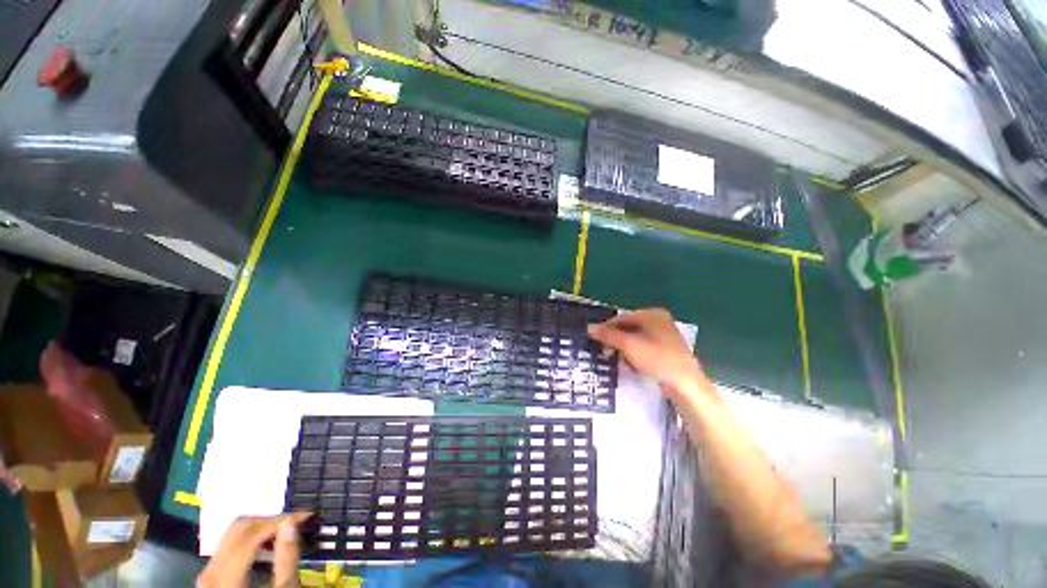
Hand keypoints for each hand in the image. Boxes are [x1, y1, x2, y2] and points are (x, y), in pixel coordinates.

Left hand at [198, 512, 311, 587]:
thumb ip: (285, 559)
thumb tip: (291, 523)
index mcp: (225, 577)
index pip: (252, 535)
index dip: (280, 521)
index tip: (305, 516)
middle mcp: (211, 570)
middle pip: (240, 529)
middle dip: (270, 521)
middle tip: (294, 522)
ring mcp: (208, 571)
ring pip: (234, 533)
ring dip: (261, 528)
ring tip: (283, 532)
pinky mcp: (212, 572)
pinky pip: (230, 544)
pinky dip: (252, 539)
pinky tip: (267, 546)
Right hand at [588, 308, 710, 399]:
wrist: (687, 385)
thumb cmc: (658, 360)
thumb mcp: (629, 346)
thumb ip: (609, 335)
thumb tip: (590, 327)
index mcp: (652, 314)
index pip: (622, 318)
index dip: (607, 328)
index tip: (594, 339)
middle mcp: (660, 321)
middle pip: (629, 327)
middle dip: (616, 339)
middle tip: (605, 351)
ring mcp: (665, 335)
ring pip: (636, 338)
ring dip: (624, 348)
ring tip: (618, 359)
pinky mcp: (668, 350)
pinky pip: (644, 347)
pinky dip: (635, 354)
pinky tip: (632, 365)